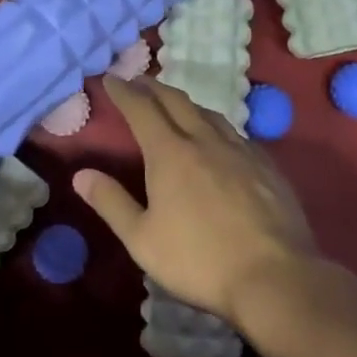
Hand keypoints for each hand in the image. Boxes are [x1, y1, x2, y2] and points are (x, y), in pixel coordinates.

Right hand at [74, 76, 318, 323]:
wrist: (275, 277)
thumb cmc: (199, 260)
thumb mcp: (142, 239)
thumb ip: (111, 203)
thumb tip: (81, 174)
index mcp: (170, 153)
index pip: (141, 109)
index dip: (124, 91)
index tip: (111, 78)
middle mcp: (205, 140)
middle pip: (176, 101)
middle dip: (153, 87)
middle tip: (139, 81)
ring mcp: (241, 151)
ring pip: (209, 113)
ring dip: (187, 103)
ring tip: (176, 104)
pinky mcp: (267, 167)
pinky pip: (236, 133)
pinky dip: (217, 125)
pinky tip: (220, 139)